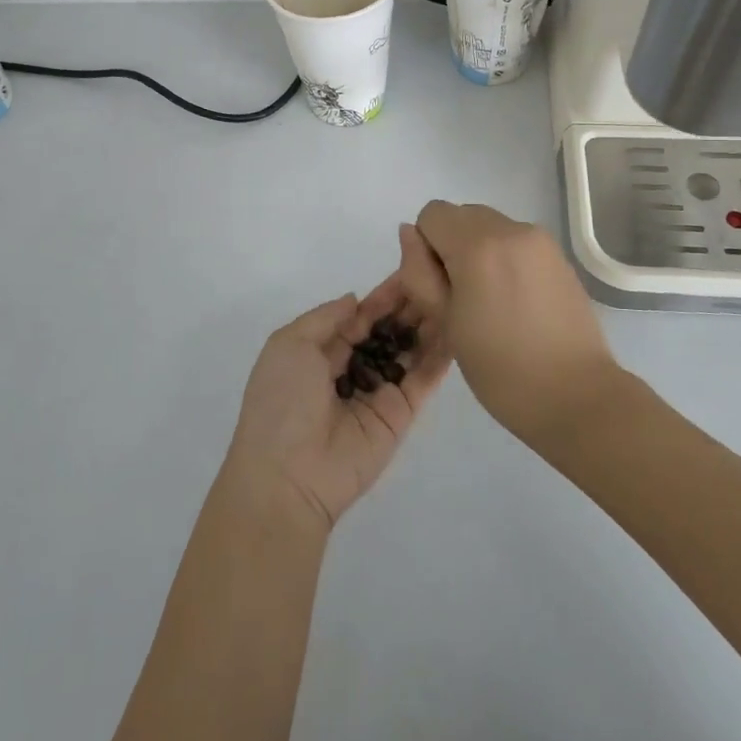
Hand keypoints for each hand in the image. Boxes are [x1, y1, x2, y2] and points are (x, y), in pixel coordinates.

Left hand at [226, 228, 453, 529]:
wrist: (288, 474)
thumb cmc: (281, 401)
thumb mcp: (289, 344)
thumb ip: (325, 318)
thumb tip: (356, 299)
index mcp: (321, 352)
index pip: (360, 316)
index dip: (384, 294)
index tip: (411, 266)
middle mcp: (353, 368)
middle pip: (388, 330)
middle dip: (410, 304)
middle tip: (441, 274)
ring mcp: (379, 392)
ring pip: (409, 350)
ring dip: (429, 323)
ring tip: (455, 292)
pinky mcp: (401, 414)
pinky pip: (423, 379)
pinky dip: (440, 355)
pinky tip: (459, 327)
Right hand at [410, 201, 619, 441]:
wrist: (576, 395)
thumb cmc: (501, 368)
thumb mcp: (445, 322)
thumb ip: (419, 272)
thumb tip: (409, 233)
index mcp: (477, 245)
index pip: (432, 214)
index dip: (426, 247)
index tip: (439, 287)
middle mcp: (510, 229)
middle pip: (462, 214)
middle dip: (452, 245)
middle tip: (462, 296)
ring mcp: (540, 240)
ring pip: (490, 226)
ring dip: (479, 250)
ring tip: (492, 301)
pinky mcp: (559, 256)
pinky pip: (516, 241)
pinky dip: (505, 258)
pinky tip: (516, 301)